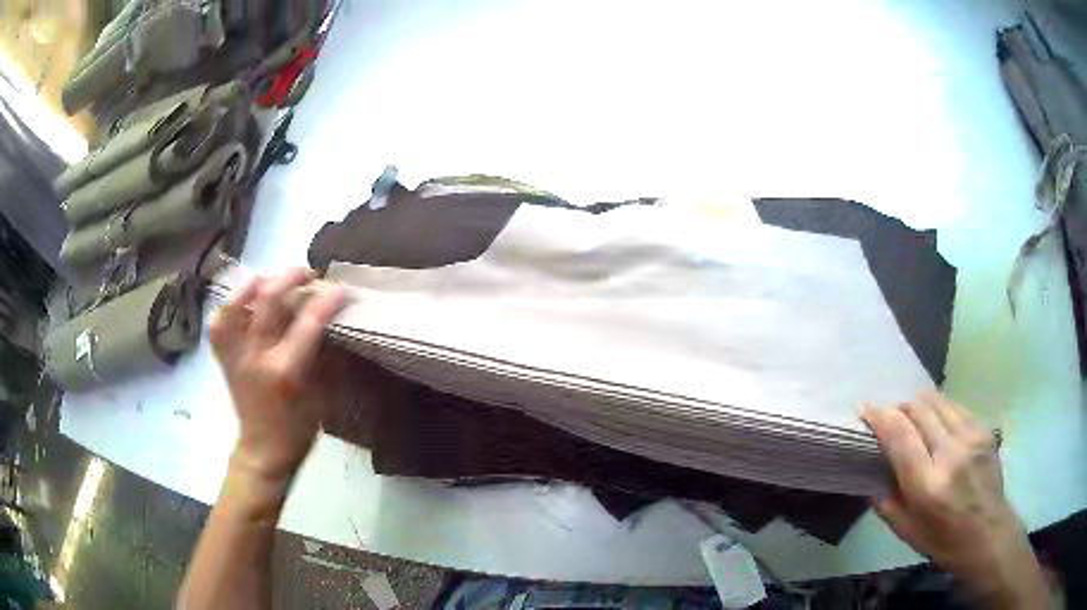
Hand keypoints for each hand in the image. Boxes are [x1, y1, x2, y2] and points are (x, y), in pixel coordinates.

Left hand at [210, 268, 343, 483]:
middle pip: (270, 303)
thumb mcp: (324, 397)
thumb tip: (334, 324)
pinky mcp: (224, 358)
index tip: (339, 287)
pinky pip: (219, 323)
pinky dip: (229, 306)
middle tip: (308, 273)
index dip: (325, 301)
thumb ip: (327, 358)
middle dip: (291, 280)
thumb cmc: (299, 428)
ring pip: (238, 305)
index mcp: (285, 371)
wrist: (264, 450)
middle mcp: (256, 357)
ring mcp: (235, 356)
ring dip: (257, 285)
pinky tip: (243, 299)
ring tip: (273, 278)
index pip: (307, 324)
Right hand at [861, 393, 1049, 608]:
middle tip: (889, 417)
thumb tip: (870, 477)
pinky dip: (939, 408)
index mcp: (927, 484)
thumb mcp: (907, 532)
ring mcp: (971, 437)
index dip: (880, 416)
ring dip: (919, 404)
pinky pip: (955, 407)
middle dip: (899, 408)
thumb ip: (886, 503)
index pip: (899, 435)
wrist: (988, 533)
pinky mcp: (983, 430)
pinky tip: (936, 420)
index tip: (865, 409)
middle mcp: (950, 453)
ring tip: (912, 415)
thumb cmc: (943, 541)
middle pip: (919, 410)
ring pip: (938, 401)